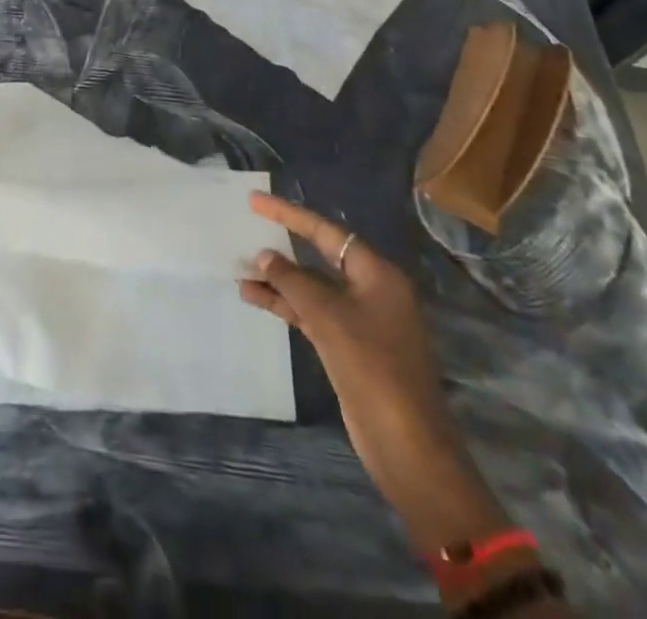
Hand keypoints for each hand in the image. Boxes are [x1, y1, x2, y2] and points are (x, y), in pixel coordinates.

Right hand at [239, 192, 507, 551]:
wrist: (406, 444)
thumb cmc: (372, 367)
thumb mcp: (328, 317)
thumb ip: (293, 281)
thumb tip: (265, 255)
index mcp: (376, 273)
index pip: (325, 231)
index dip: (289, 214)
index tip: (255, 201)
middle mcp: (370, 290)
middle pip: (319, 256)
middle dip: (282, 247)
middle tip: (245, 231)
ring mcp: (360, 320)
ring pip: (312, 288)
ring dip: (278, 280)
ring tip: (240, 271)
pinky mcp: (349, 346)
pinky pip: (311, 313)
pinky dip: (285, 305)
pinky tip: (255, 299)